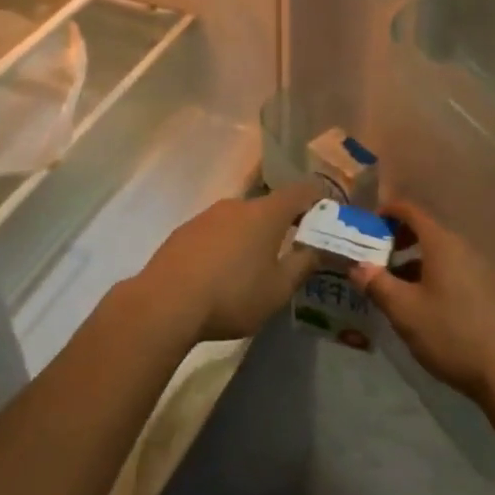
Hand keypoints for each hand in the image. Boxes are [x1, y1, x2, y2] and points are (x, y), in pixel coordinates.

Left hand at [137, 180, 324, 342]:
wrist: (166, 303)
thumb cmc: (233, 295)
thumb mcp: (278, 289)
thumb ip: (303, 265)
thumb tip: (319, 248)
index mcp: (266, 213)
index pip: (302, 191)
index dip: (319, 198)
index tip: (328, 215)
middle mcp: (237, 204)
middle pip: (269, 205)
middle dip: (284, 223)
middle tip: (294, 247)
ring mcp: (207, 215)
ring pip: (241, 219)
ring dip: (253, 235)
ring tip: (256, 265)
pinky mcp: (185, 231)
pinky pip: (217, 231)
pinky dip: (227, 244)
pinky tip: (222, 272)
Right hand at [349, 200, 494, 407]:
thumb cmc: (449, 333)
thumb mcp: (404, 311)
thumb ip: (377, 284)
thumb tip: (357, 266)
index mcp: (442, 244)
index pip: (412, 211)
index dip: (388, 211)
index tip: (369, 226)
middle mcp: (463, 247)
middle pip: (426, 230)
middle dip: (398, 239)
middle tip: (377, 259)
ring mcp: (479, 268)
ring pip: (439, 252)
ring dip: (414, 261)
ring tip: (396, 287)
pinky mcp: (488, 289)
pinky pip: (453, 268)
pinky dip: (432, 274)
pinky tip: (424, 304)